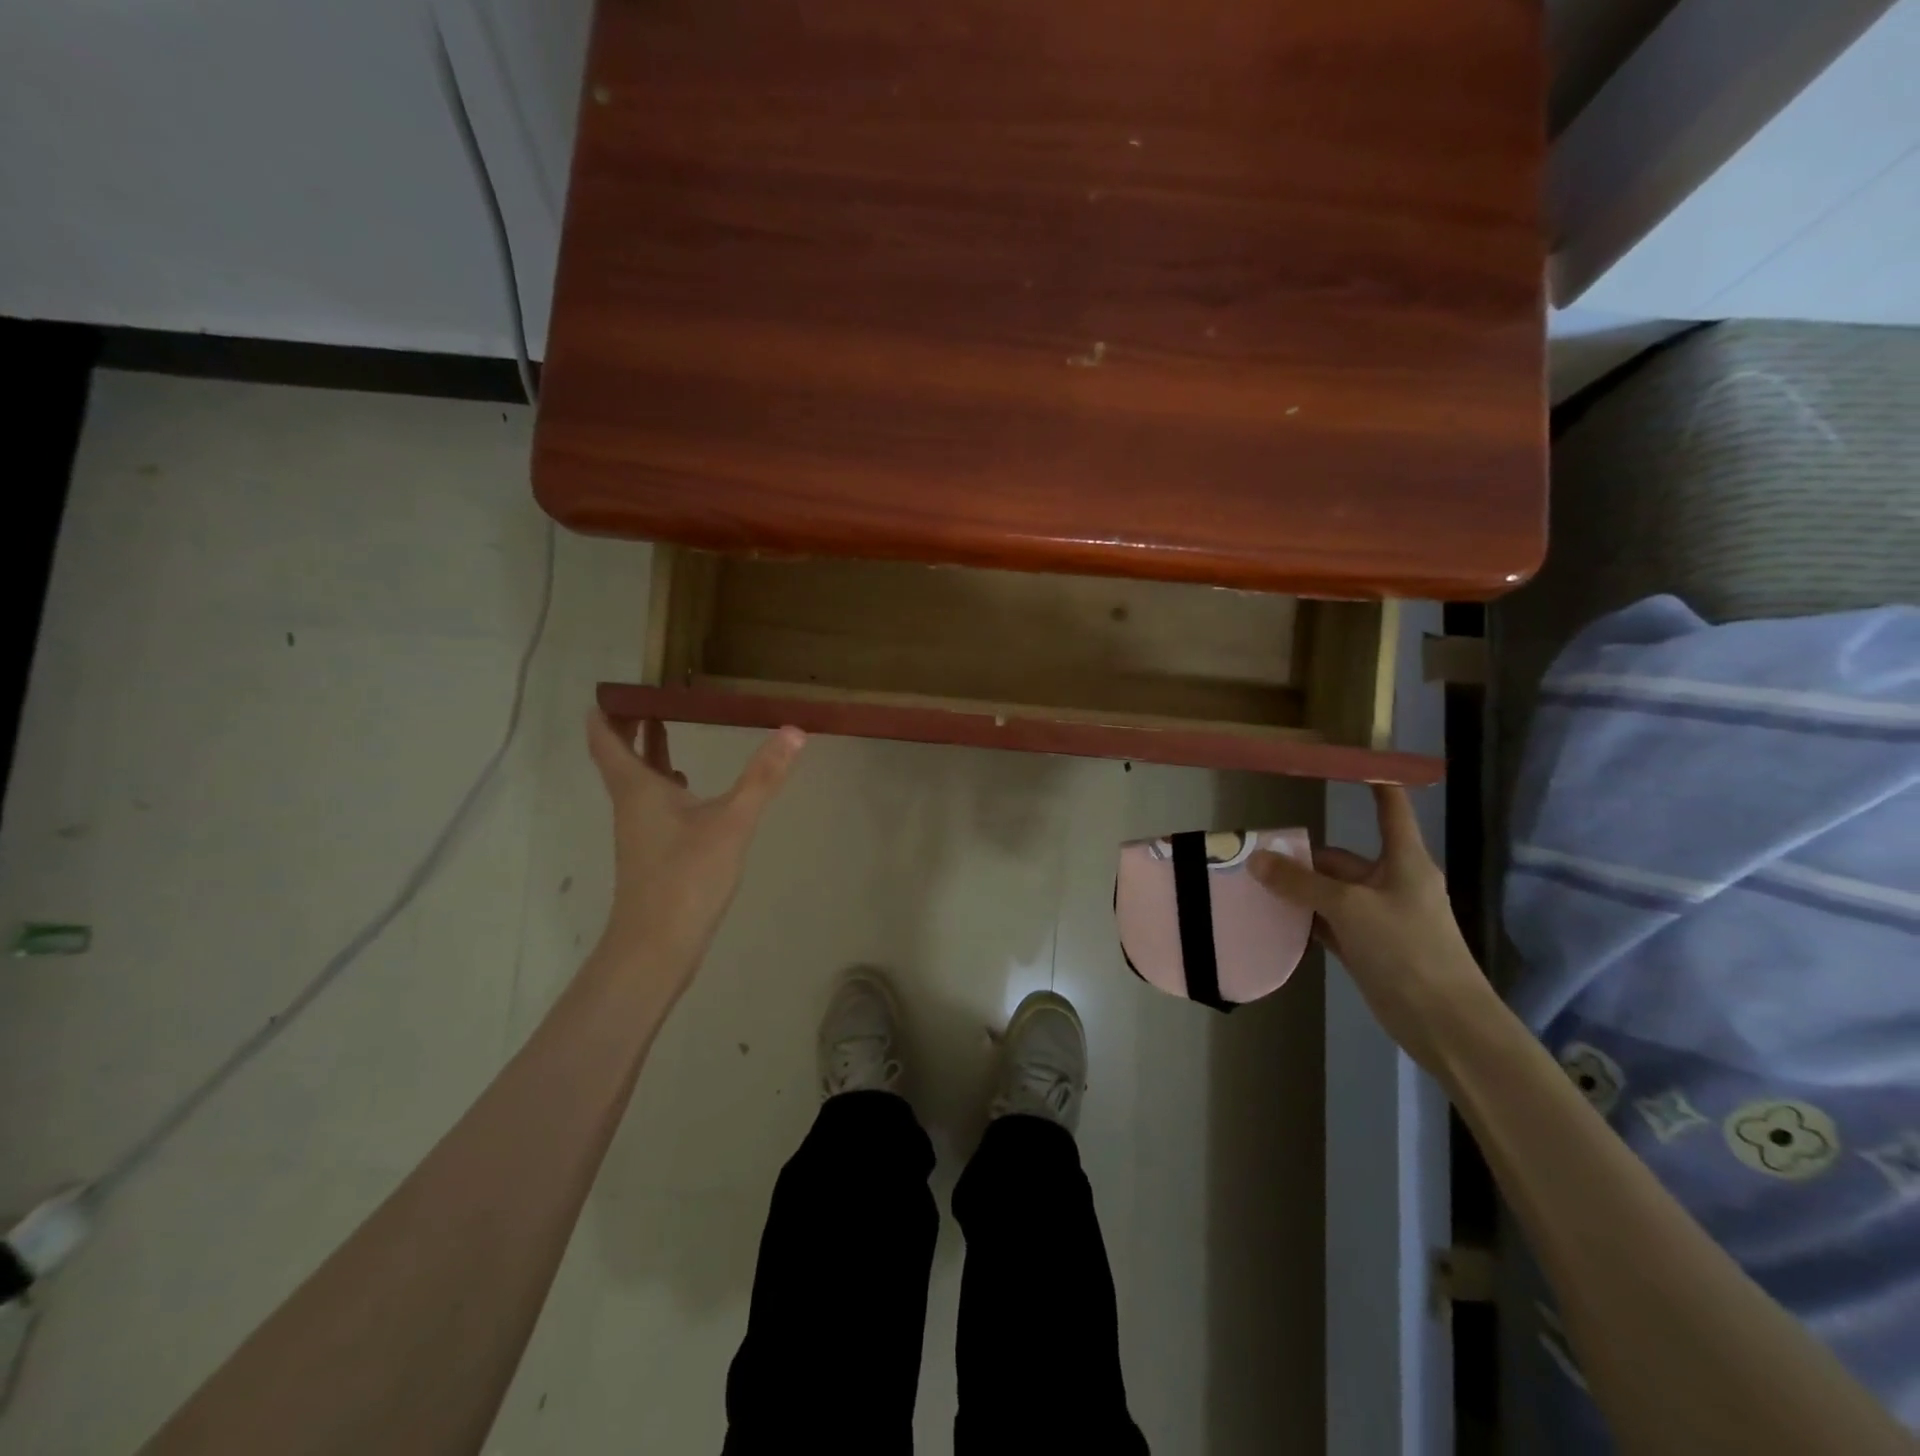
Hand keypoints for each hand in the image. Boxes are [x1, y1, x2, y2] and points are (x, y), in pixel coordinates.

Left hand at [585, 711, 804, 987]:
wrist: (658, 945)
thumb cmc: (686, 876)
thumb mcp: (732, 821)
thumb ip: (763, 777)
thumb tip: (794, 731)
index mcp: (638, 788)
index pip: (606, 739)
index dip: (607, 711)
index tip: (616, 686)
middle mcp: (632, 804)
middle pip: (620, 756)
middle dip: (631, 725)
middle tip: (651, 696)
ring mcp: (641, 830)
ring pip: (638, 781)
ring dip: (649, 753)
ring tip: (670, 727)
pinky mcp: (654, 852)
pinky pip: (655, 804)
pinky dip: (667, 785)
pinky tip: (691, 789)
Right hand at [1250, 784, 1494, 1072]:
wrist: (1444, 1022)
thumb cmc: (1407, 949)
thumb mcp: (1349, 908)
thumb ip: (1301, 883)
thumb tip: (1256, 859)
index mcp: (1403, 861)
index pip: (1389, 809)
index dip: (1373, 784)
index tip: (1346, 761)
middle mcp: (1390, 882)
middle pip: (1339, 858)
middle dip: (1301, 856)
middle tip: (1254, 852)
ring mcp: (1378, 917)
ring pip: (1329, 892)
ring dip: (1297, 890)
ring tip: (1252, 883)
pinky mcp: (1367, 947)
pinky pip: (1328, 922)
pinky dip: (1303, 919)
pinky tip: (1272, 918)